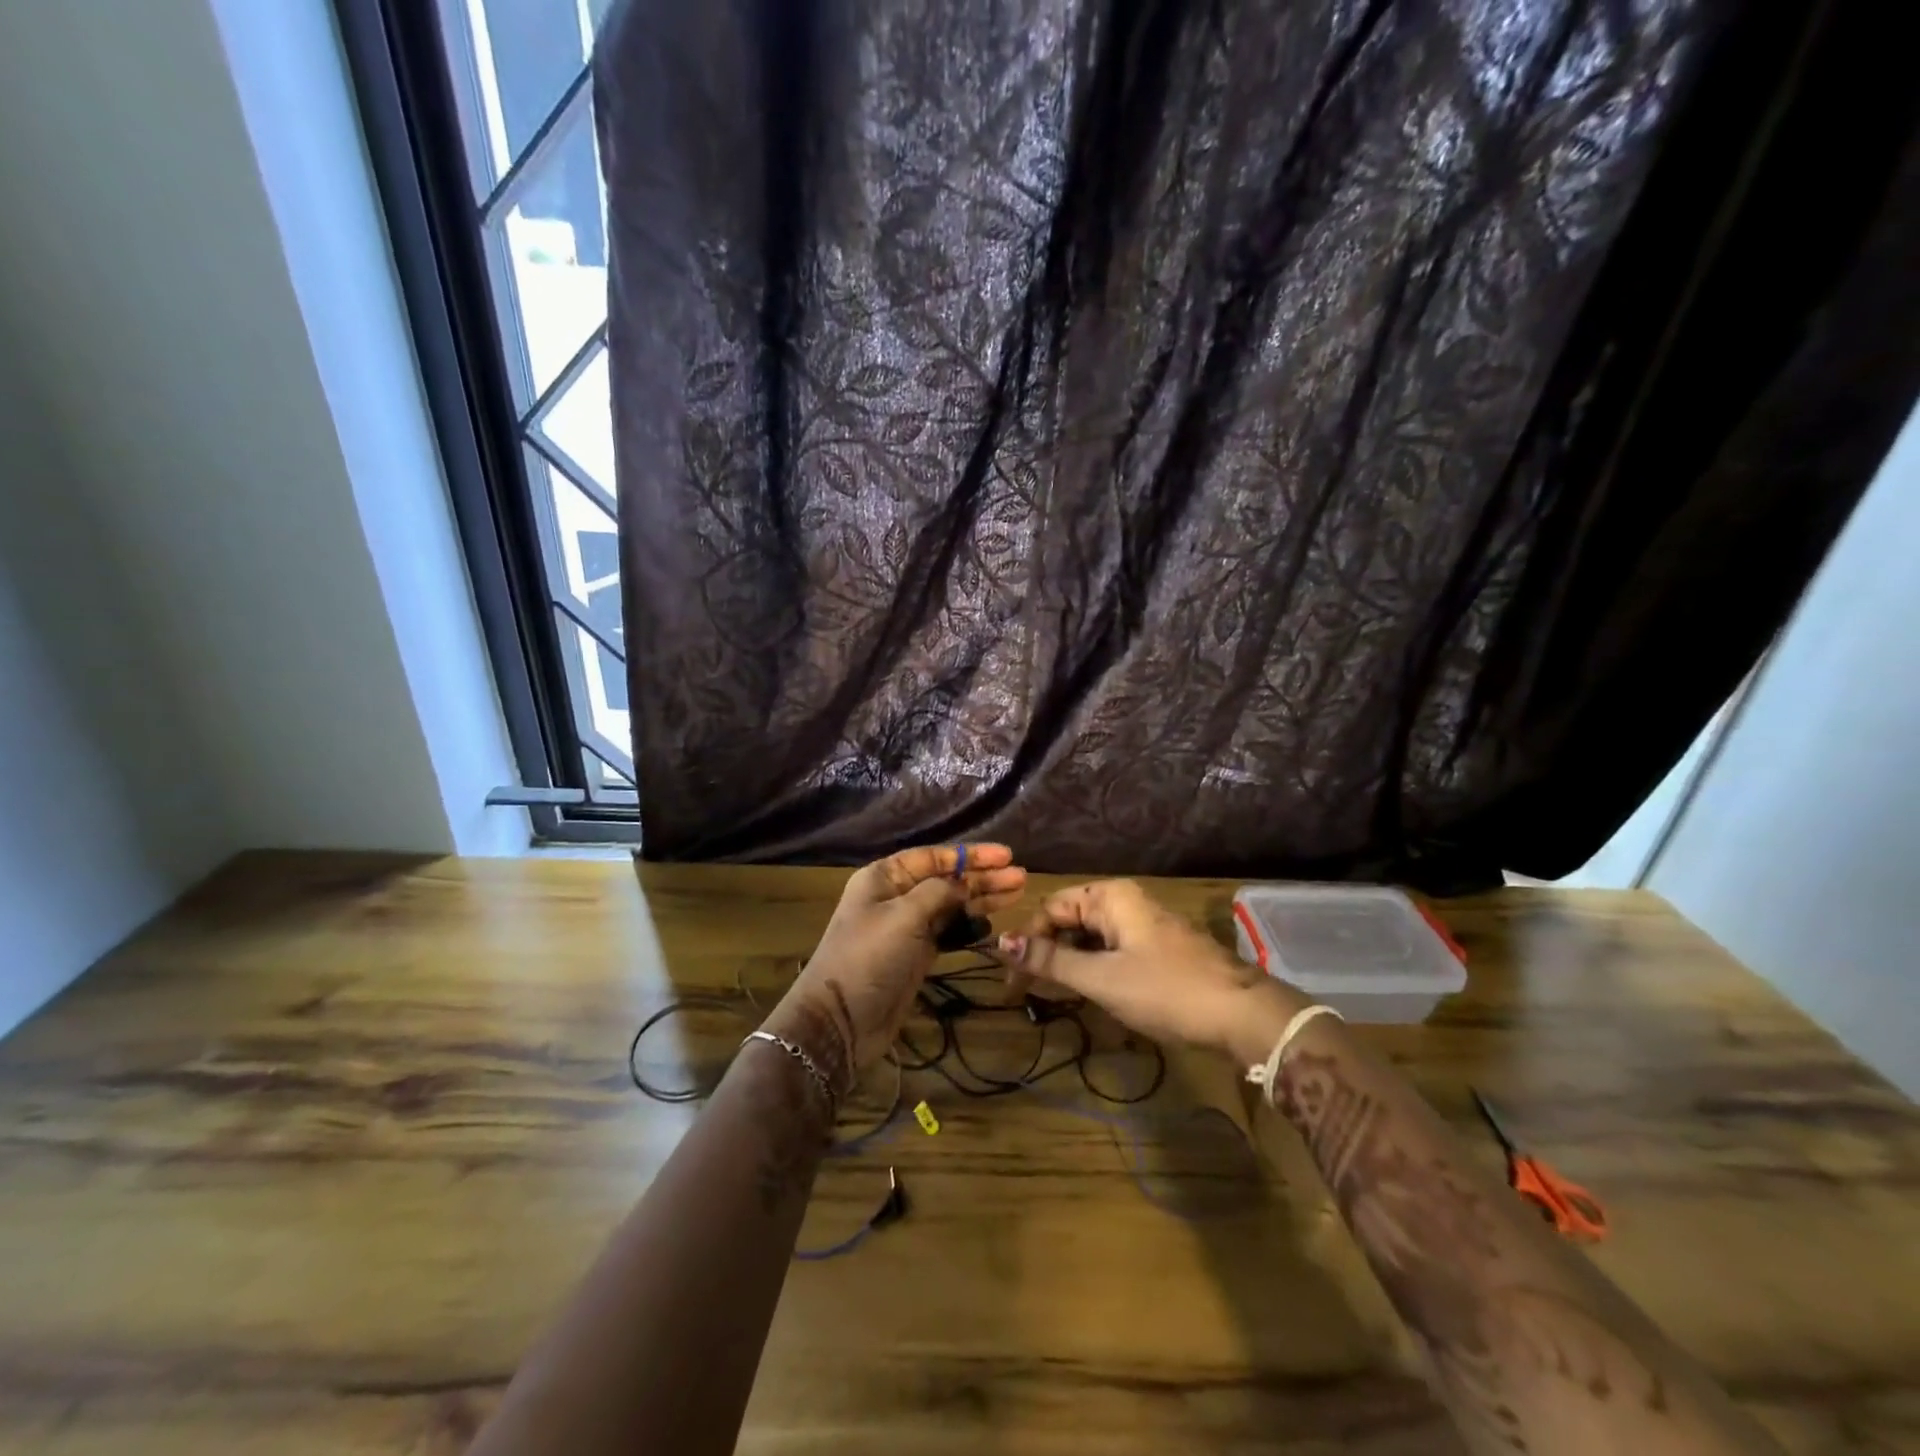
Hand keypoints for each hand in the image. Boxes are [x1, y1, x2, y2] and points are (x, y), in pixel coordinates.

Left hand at [767, 844, 1025, 1094]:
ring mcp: (906, 927)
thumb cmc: (868, 958)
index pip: (933, 856)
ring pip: (951, 905)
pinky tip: (992, 923)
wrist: (840, 1021)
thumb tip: (964, 883)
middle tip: (1021, 877)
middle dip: (982, 877)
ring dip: (982, 900)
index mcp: (884, 877)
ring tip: (1017, 894)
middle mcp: (895, 896)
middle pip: (946, 879)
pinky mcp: (916, 954)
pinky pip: (948, 931)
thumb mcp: (903, 917)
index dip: (970, 855)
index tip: (1006, 855)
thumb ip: (938, 893)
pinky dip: (969, 926)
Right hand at [997, 879, 1306, 1061]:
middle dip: (1045, 956)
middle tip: (1024, 995)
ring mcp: (1143, 927)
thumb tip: (999, 943)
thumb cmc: (1166, 990)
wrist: (1243, 1016)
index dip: (1026, 944)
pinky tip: (1085, 998)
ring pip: (1089, 940)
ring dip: (1067, 967)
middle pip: (1069, 923)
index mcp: (1110, 897)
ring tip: (1049, 999)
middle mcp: (1124, 903)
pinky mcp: (1156, 951)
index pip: (1050, 910)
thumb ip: (1050, 960)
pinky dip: (1092, 973)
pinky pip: (1110, 954)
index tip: (1011, 984)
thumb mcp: (1101, 978)